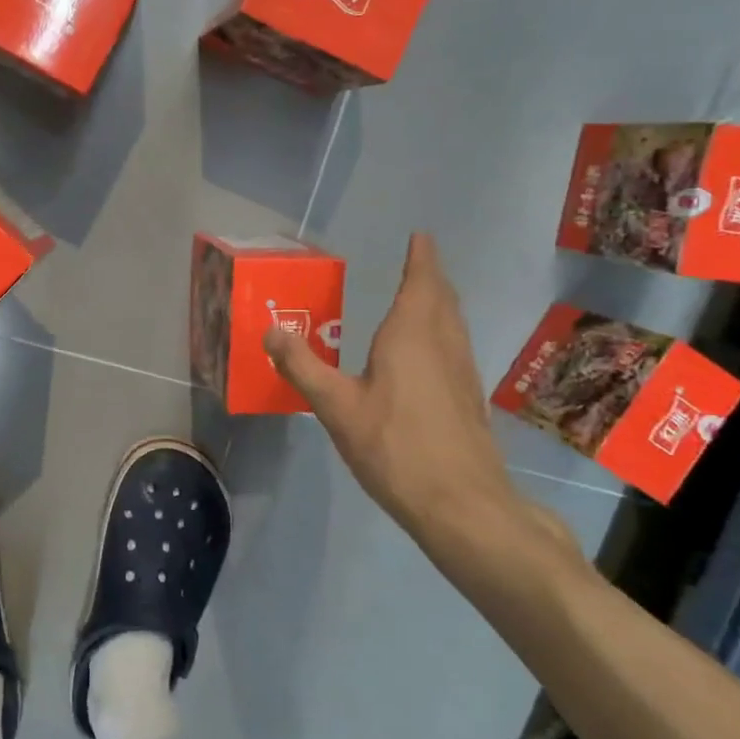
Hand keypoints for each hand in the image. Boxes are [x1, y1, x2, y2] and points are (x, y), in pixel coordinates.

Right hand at [265, 234, 570, 575]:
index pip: (420, 280)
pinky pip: (455, 346)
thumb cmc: (393, 446)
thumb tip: (271, 330)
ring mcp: (462, 370)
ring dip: (439, 303)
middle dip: (429, 276)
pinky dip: (442, 332)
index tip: (420, 236)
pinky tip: (428, 354)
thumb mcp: (335, 406)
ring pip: (453, 322)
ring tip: (422, 298)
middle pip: (441, 297)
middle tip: (416, 262)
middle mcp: (443, 343)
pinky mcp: (468, 397)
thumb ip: (302, 366)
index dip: (420, 257)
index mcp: (411, 334)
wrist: (460, 502)